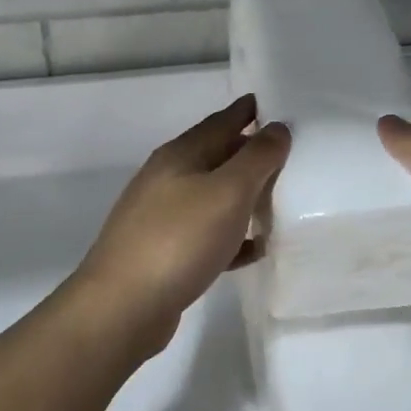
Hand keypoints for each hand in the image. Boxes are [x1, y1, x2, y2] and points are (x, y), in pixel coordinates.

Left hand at [71, 95, 289, 357]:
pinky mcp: (164, 253)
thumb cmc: (178, 239)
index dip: (247, 111)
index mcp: (180, 155)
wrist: (122, 307)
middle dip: (249, 153)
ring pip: (212, 196)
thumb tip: (277, 127)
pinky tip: (254, 249)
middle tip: (288, 153)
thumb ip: (257, 158)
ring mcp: (162, 217)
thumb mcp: (227, 192)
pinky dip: (232, 235)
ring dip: (243, 195)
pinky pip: (207, 234)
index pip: (221, 121)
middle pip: (216, 157)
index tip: (274, 103)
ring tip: (278, 199)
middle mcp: (167, 179)